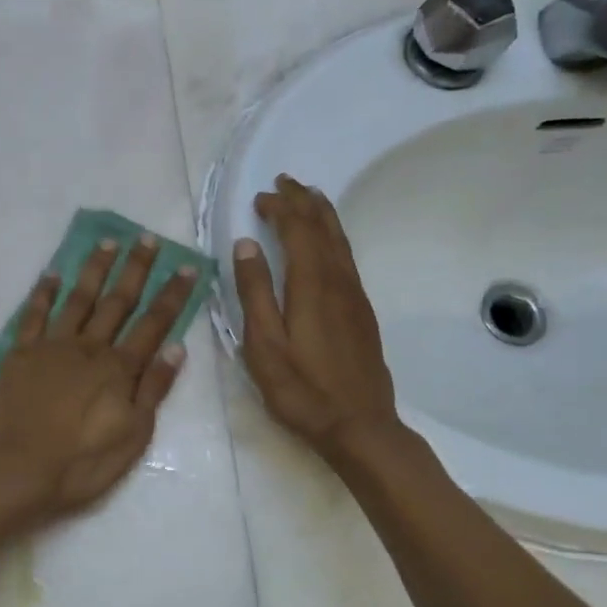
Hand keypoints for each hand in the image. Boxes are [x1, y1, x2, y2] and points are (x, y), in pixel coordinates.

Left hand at [0, 234, 195, 520]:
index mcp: (119, 368)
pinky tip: (52, 274)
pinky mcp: (21, 354)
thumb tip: (177, 347)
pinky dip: (43, 293)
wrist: (20, 470)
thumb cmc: (83, 462)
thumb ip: (154, 389)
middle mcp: (89, 347)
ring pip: (78, 299)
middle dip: (135, 268)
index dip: (172, 295)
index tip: (187, 267)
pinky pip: (33, 315)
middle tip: (147, 238)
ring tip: (108, 241)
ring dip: (94, 269)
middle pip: (117, 301)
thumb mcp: (134, 436)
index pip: (153, 323)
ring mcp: (52, 346)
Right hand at [235, 175, 399, 456]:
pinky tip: (327, 242)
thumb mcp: (263, 345)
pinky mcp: (361, 311)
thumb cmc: (301, 389)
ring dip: (322, 214)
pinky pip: (347, 257)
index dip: (280, 208)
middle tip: (285, 181)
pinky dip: (333, 237)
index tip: (260, 198)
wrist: (359, 425)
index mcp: (311, 285)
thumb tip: (245, 245)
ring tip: (309, 197)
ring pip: (340, 240)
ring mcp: (354, 296)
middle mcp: (338, 281)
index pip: (297, 230)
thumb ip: (254, 292)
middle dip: (303, 200)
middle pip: (323, 228)